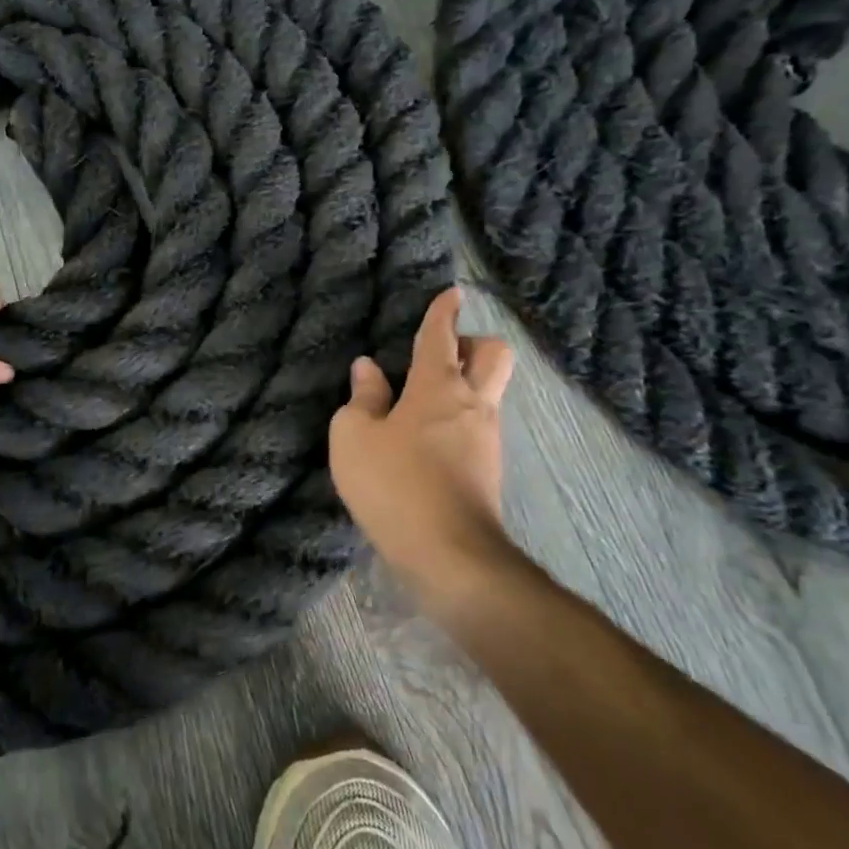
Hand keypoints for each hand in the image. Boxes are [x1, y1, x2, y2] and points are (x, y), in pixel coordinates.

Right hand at [329, 288, 522, 595]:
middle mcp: (473, 404)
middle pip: (494, 356)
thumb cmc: (394, 484)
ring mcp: (487, 439)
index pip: (442, 336)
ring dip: (464, 386)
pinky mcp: (489, 470)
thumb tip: (367, 369)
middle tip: (440, 354)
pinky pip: (479, 426)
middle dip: (473, 343)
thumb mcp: (354, 437)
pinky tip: (426, 442)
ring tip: (419, 403)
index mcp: (438, 387)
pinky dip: (458, 420)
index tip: (451, 294)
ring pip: (489, 393)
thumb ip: (362, 398)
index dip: (443, 312)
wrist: (449, 555)